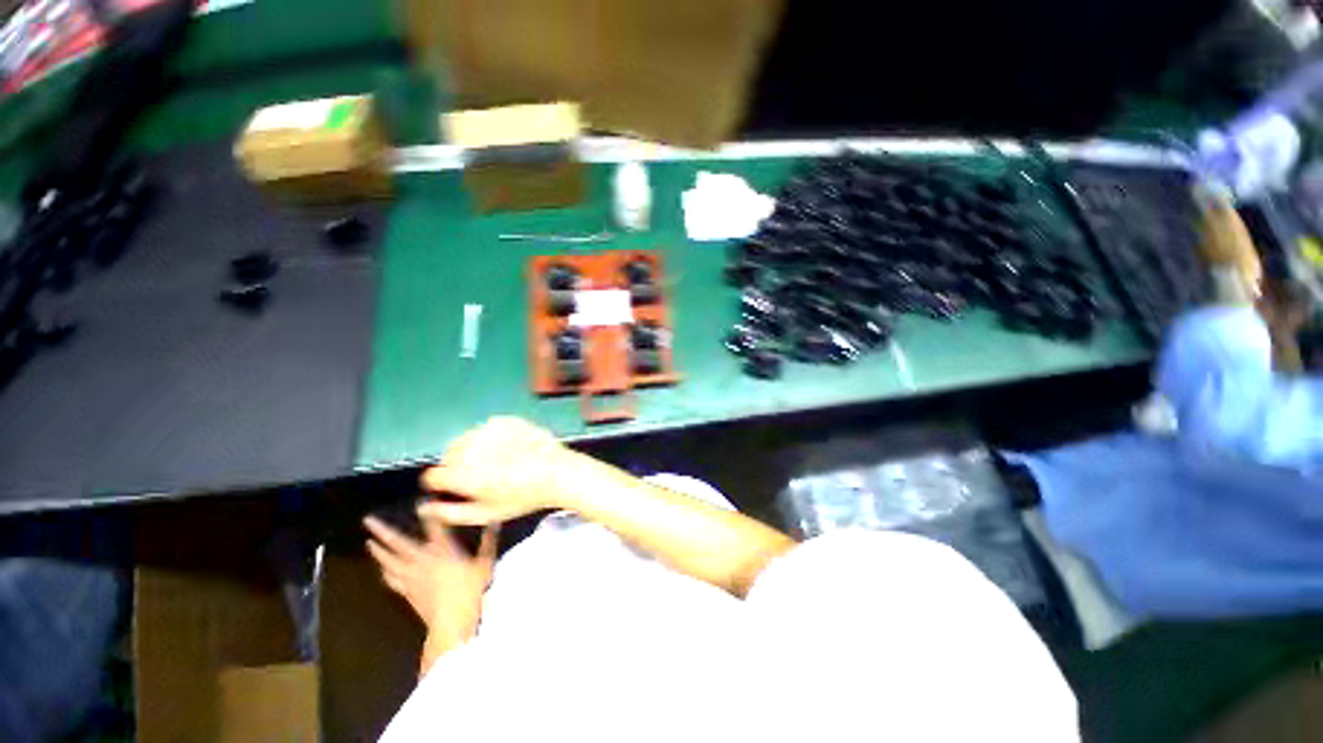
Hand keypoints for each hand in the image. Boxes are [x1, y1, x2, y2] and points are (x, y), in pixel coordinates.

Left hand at [364, 508, 498, 642]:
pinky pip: (393, 580)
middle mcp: (423, 560)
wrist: (452, 622)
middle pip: (399, 543)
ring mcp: (412, 577)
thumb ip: (489, 540)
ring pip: (390, 561)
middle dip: (384, 531)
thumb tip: (494, 520)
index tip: (421, 500)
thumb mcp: (486, 562)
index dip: (428, 512)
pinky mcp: (408, 592)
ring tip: (369, 542)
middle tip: (368, 521)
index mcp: (443, 550)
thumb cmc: (471, 590)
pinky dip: (387, 573)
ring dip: (378, 551)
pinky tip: (382, 570)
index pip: (434, 526)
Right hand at [420, 417, 584, 524]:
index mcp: (461, 474)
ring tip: (496, 461)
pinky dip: (491, 437)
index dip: (442, 484)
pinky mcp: (504, 420)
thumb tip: (425, 508)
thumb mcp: (486, 514)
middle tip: (480, 476)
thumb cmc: (522, 498)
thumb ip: (450, 513)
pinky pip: (487, 428)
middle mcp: (469, 448)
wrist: (557, 472)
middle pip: (448, 455)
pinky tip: (509, 447)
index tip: (455, 488)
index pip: (432, 476)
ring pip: (466, 439)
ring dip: (473, 449)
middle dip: (457, 465)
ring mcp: (488, 430)